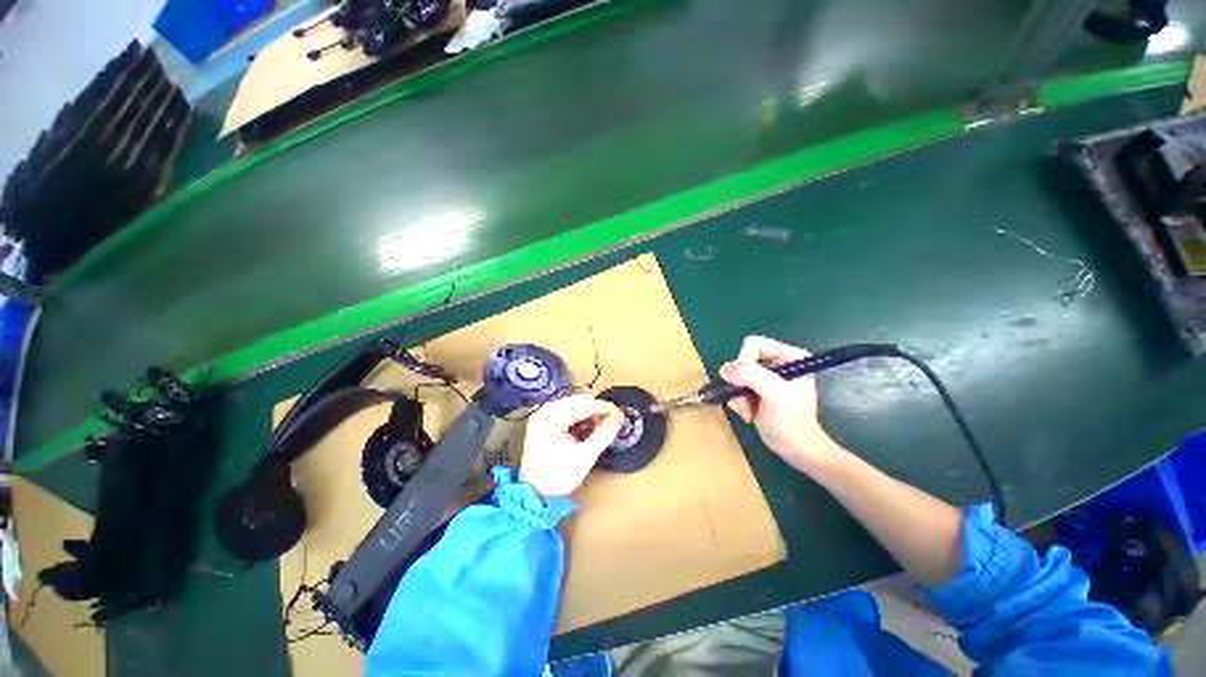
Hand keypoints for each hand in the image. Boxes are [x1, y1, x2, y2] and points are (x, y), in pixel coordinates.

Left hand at [520, 394, 624, 496]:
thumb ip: (604, 434)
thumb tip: (618, 418)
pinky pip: (566, 410)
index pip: (585, 404)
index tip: (620, 414)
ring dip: (589, 412)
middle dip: (597, 409)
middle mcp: (545, 411)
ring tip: (599, 427)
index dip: (606, 409)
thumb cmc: (556, 478)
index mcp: (552, 417)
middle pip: (579, 400)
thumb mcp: (585, 457)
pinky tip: (585, 428)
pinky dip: (578, 416)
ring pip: (573, 403)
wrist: (534, 493)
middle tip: (612, 421)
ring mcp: (542, 414)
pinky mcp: (543, 420)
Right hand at [720, 335, 846, 473]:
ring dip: (737, 395)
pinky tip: (748, 413)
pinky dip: (737, 400)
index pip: (754, 345)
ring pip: (736, 374)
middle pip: (743, 360)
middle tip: (744, 403)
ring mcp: (766, 375)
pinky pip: (735, 385)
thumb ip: (752, 376)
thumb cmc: (793, 424)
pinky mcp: (757, 388)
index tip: (744, 385)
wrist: (797, 451)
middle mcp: (778, 361)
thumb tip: (724, 368)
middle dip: (739, 383)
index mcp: (790, 355)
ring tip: (747, 411)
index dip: (744, 362)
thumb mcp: (775, 396)